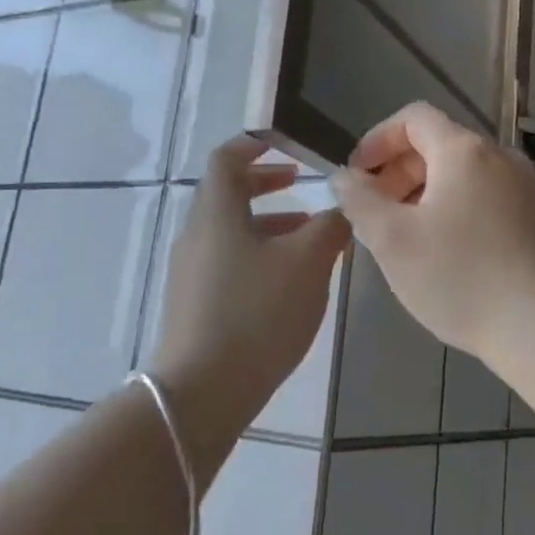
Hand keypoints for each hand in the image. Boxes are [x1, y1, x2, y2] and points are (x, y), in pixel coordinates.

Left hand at [153, 136, 350, 441]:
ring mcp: (191, 271)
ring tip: (308, 235)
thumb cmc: (257, 312)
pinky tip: (289, 280)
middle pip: (227, 193)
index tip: (287, 145)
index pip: (227, 157)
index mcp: (216, 212)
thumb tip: (343, 207)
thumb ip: (330, 227)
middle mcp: (197, 233)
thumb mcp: (307, 263)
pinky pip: (229, 260)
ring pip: (231, 230)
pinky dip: (259, 253)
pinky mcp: (195, 302)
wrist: (204, 390)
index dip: (256, 144)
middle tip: (302, 184)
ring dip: (268, 223)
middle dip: (266, 184)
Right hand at [331, 103, 534, 379]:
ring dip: (424, 194)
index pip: (413, 117)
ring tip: (404, 237)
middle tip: (374, 213)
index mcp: (465, 151)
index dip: (377, 140)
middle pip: (439, 145)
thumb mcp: (393, 241)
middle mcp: (501, 158)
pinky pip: (486, 198)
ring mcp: (527, 189)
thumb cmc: (461, 279)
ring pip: (463, 175)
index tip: (357, 176)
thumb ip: (359, 200)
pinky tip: (445, 254)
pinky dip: (455, 210)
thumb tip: (345, 177)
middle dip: (398, 171)